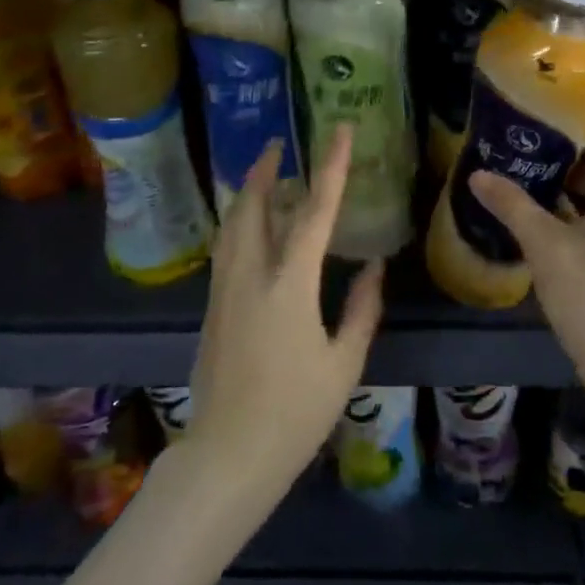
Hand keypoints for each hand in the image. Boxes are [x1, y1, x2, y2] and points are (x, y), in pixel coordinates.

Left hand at [184, 125, 383, 507]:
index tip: (337, 130)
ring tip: (264, 177)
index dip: (330, 167)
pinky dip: (240, 223)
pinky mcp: (211, 307)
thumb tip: (372, 268)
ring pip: (231, 224)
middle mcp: (250, 275)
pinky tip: (252, 229)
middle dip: (263, 169)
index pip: (313, 211)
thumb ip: (361, 309)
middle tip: (278, 144)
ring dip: (247, 193)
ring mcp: (224, 290)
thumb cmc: (295, 412)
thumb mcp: (343, 362)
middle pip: (252, 206)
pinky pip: (226, 248)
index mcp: (289, 285)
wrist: (229, 454)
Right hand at [468, 126, 584, 433]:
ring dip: (564, 189)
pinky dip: (574, 216)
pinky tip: (539, 219)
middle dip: (559, 157)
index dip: (572, 124)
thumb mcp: (545, 247)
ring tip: (519, 175)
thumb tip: (477, 174)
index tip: (534, 114)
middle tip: (516, 144)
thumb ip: (512, 205)